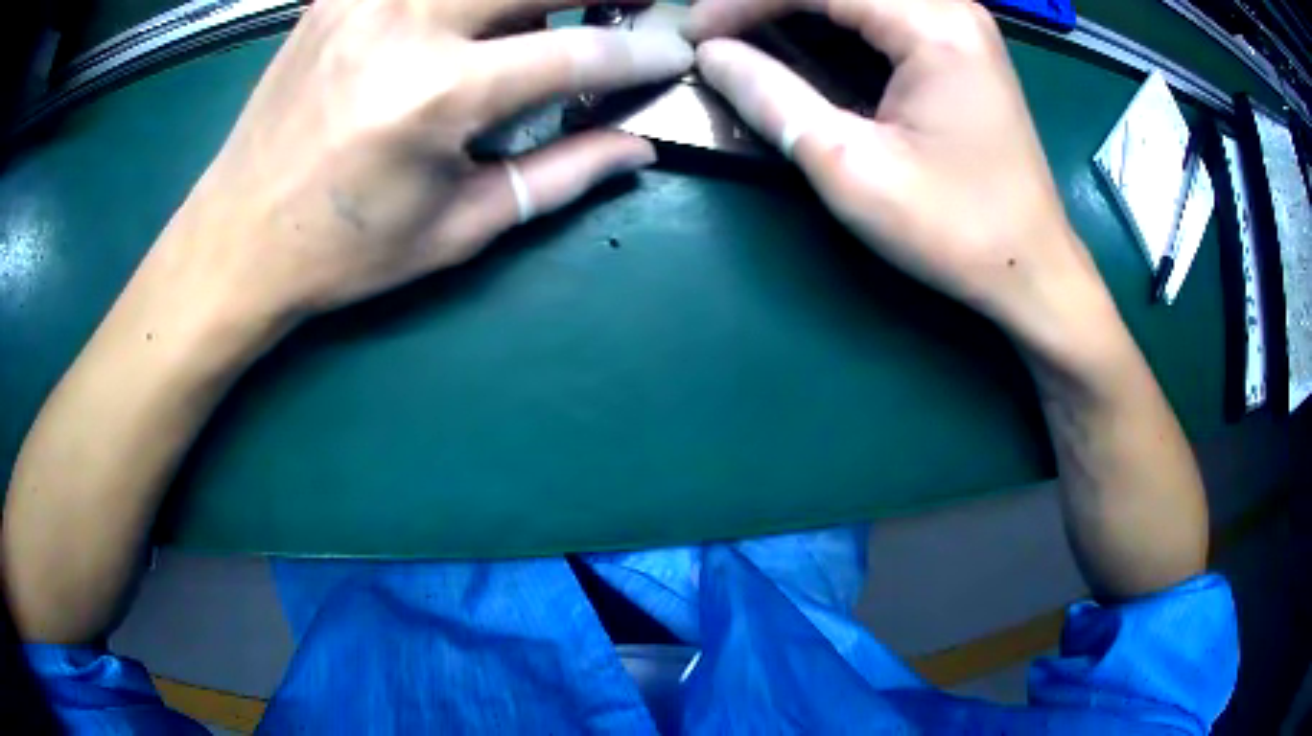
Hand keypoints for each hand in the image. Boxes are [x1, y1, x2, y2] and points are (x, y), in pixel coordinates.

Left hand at [137, 0, 691, 345]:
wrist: (236, 239)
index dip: (641, 53)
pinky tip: (477, 16)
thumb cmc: (345, 251)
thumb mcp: (457, 228)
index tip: (674, 55)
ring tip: (555, 15)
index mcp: (436, 96)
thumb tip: (637, 149)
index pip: (576, 53)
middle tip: (635, 7)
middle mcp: (403, 23)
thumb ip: (558, 176)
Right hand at [688, 0, 1120, 367]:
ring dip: (798, 6)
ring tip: (747, 32)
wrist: (1031, 267)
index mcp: (933, 26)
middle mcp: (951, 7)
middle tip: (716, 32)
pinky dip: (834, 18)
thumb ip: (774, 98)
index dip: (744, 1)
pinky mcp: (961, 44)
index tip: (696, 34)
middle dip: (768, 0)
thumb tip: (711, 56)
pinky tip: (803, 40)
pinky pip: (884, 10)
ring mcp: (960, 22)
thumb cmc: (953, 228)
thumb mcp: (850, 167)